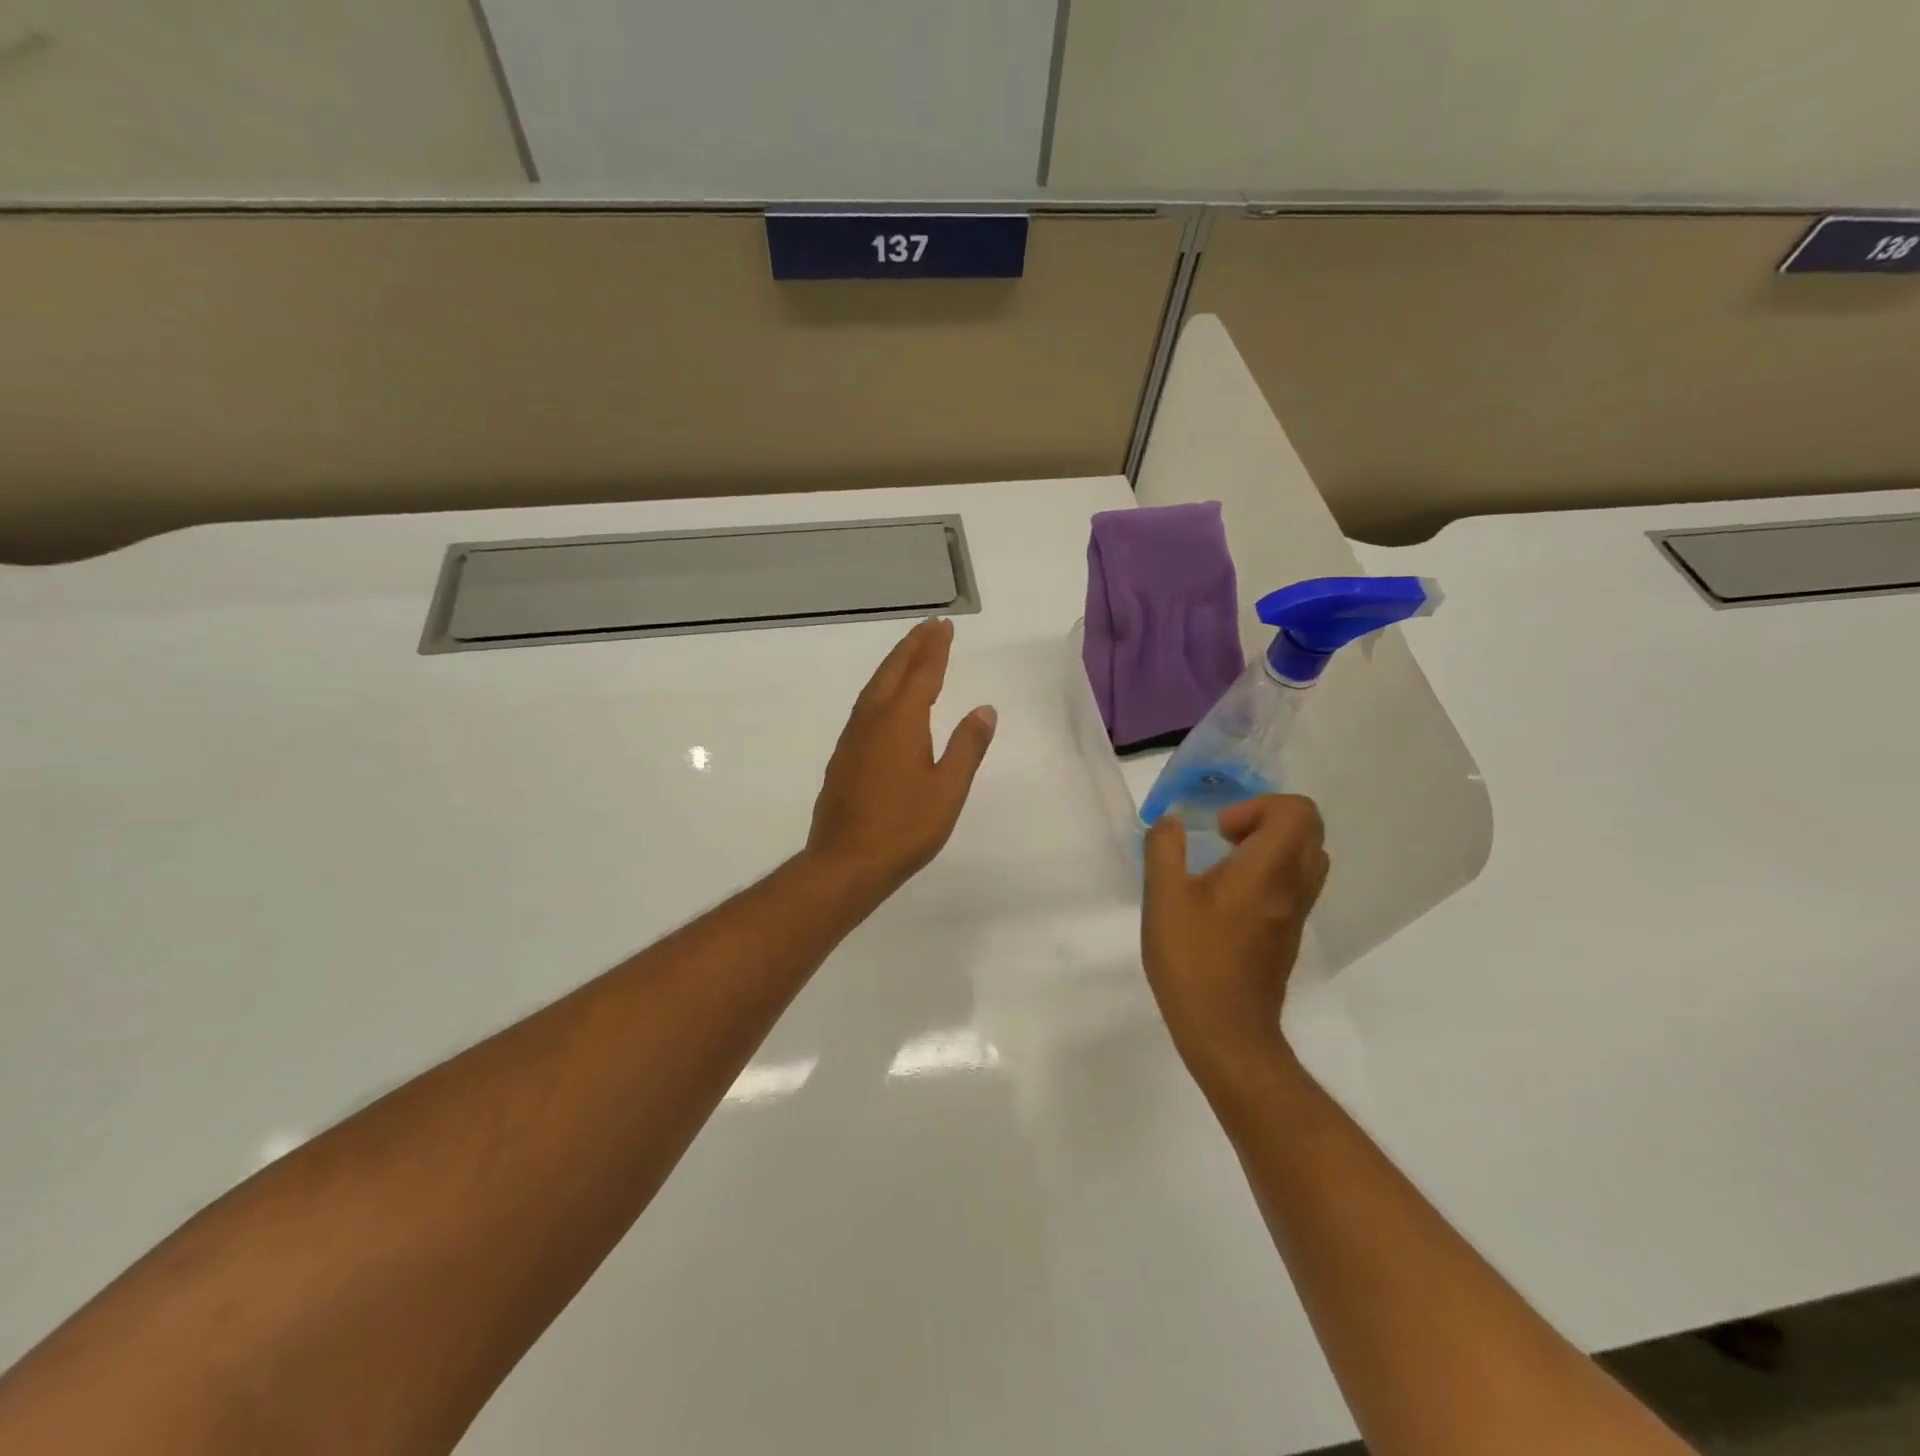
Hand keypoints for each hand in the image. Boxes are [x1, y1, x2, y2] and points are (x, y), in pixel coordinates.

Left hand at [806, 618, 996, 902]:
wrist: (845, 862)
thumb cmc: (904, 827)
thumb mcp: (948, 788)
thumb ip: (967, 746)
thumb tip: (984, 709)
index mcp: (900, 721)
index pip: (922, 673)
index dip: (935, 649)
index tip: (943, 627)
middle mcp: (872, 720)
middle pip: (893, 671)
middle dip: (912, 647)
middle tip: (929, 627)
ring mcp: (853, 738)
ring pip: (874, 688)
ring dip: (894, 665)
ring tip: (910, 654)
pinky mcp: (843, 756)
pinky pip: (864, 707)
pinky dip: (880, 689)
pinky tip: (885, 701)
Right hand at [1141, 796, 1330, 1084]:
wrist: (1226, 1032)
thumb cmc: (1193, 961)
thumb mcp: (1163, 898)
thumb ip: (1165, 849)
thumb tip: (1172, 822)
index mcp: (1269, 869)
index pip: (1298, 810)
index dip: (1258, 805)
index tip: (1220, 831)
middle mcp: (1295, 885)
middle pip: (1308, 829)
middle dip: (1264, 819)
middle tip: (1223, 839)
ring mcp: (1297, 912)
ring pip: (1305, 857)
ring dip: (1269, 845)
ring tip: (1224, 863)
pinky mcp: (1289, 933)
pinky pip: (1294, 882)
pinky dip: (1269, 871)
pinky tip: (1226, 896)